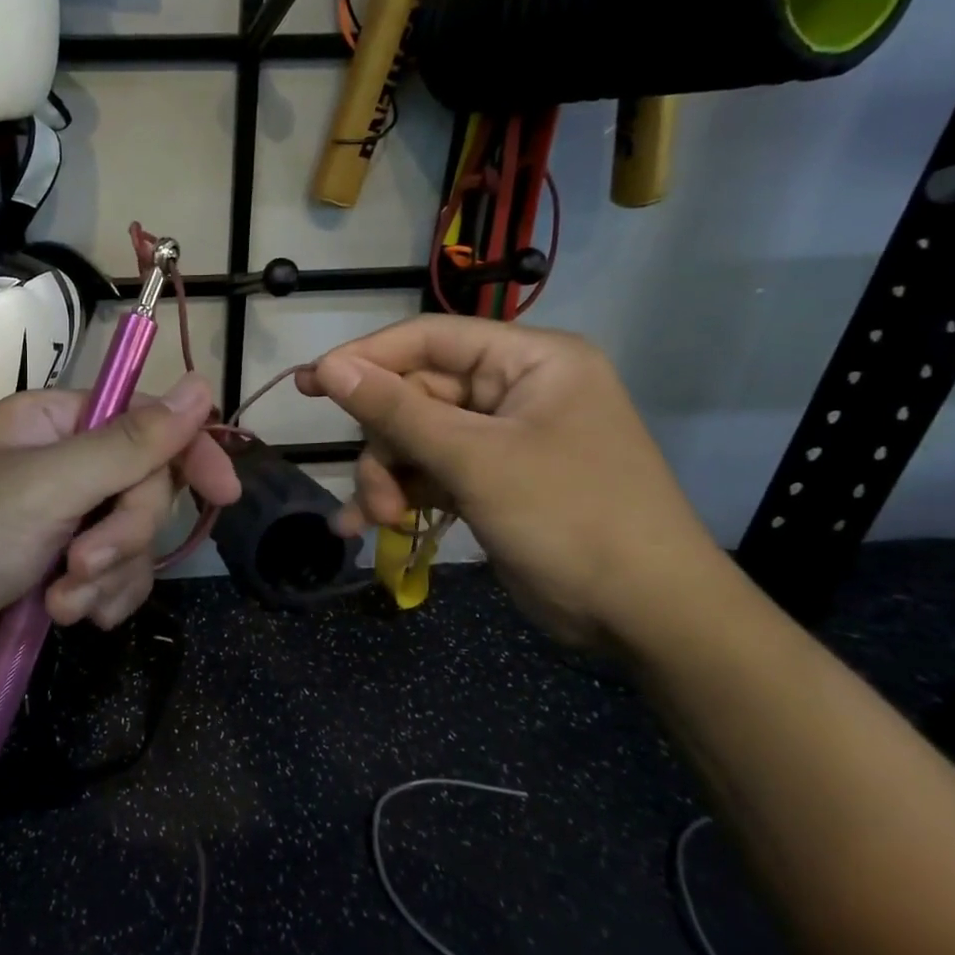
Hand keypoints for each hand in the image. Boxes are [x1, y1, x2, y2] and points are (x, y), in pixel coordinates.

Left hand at [0, 373, 239, 696]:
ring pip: (133, 540)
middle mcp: (63, 464)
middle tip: (83, 562)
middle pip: (144, 488)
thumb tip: (203, 384)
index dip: (188, 451)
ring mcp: (63, 520)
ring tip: (62, 601)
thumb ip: (132, 442)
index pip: (145, 420)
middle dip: (123, 534)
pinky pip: (115, 577)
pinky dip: (100, 598)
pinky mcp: (60, 570)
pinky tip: (69, 618)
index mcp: (55, 423)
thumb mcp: (50, 484)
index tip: (224, 492)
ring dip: (108, 576)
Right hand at [296, 316, 723, 648]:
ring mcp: (503, 439)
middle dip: (385, 446)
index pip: (429, 339)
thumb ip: (398, 411)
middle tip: (371, 494)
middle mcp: (515, 390)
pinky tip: (372, 527)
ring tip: (380, 521)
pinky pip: (431, 474)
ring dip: (389, 479)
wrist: (645, 615)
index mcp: (529, 361)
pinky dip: (403, 497)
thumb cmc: (570, 518)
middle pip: (417, 397)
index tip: (309, 384)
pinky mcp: (493, 481)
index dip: (366, 359)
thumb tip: (328, 367)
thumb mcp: (475, 460)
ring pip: (416, 440)